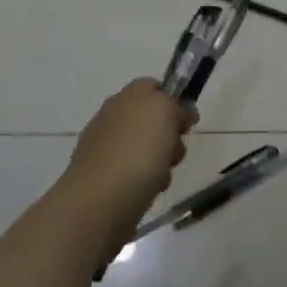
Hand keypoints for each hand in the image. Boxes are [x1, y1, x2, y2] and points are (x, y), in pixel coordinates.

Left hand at [59, 79, 195, 241]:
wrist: (101, 201)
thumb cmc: (137, 149)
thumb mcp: (166, 111)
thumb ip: (176, 104)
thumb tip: (181, 112)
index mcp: (124, 97)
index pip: (152, 86)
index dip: (172, 99)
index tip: (185, 120)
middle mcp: (110, 119)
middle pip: (151, 120)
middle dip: (169, 136)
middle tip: (174, 150)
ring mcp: (104, 150)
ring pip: (146, 149)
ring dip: (161, 162)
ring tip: (162, 176)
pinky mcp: (102, 180)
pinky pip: (135, 174)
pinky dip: (146, 182)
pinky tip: (148, 191)